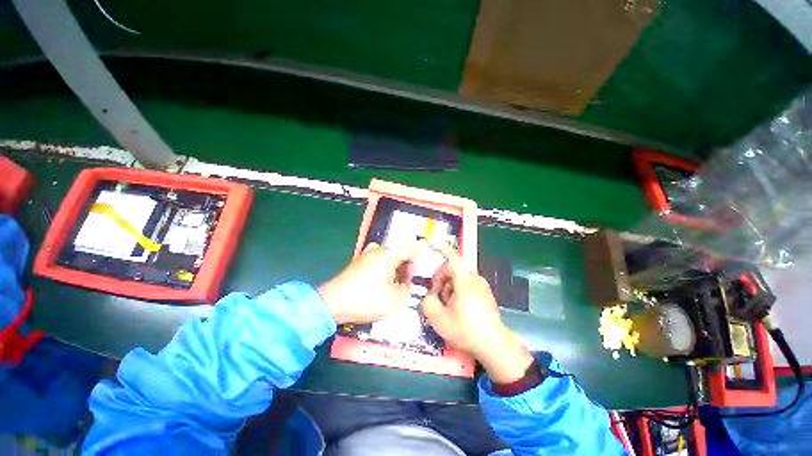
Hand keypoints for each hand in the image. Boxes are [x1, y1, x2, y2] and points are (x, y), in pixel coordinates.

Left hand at [318, 243, 416, 324]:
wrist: (332, 303)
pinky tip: (385, 280)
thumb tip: (407, 282)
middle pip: (399, 252)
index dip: (421, 254)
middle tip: (411, 279)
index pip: (410, 248)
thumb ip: (407, 289)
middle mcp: (378, 250)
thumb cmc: (366, 300)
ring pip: (388, 256)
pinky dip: (385, 267)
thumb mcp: (394, 299)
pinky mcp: (359, 262)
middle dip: (408, 263)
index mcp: (389, 255)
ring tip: (399, 282)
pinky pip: (378, 260)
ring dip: (396, 266)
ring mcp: (366, 255)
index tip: (426, 263)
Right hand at [421, 244, 533, 382]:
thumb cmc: (467, 331)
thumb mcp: (439, 320)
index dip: (440, 248)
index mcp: (465, 281)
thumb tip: (429, 297)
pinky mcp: (484, 293)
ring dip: (447, 289)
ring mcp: (481, 286)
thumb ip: (427, 303)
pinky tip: (456, 309)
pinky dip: (456, 292)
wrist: (495, 346)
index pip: (452, 257)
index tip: (430, 244)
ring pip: (457, 279)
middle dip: (439, 281)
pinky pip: (465, 285)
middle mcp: (475, 279)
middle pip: (451, 270)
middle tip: (435, 298)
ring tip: (447, 308)